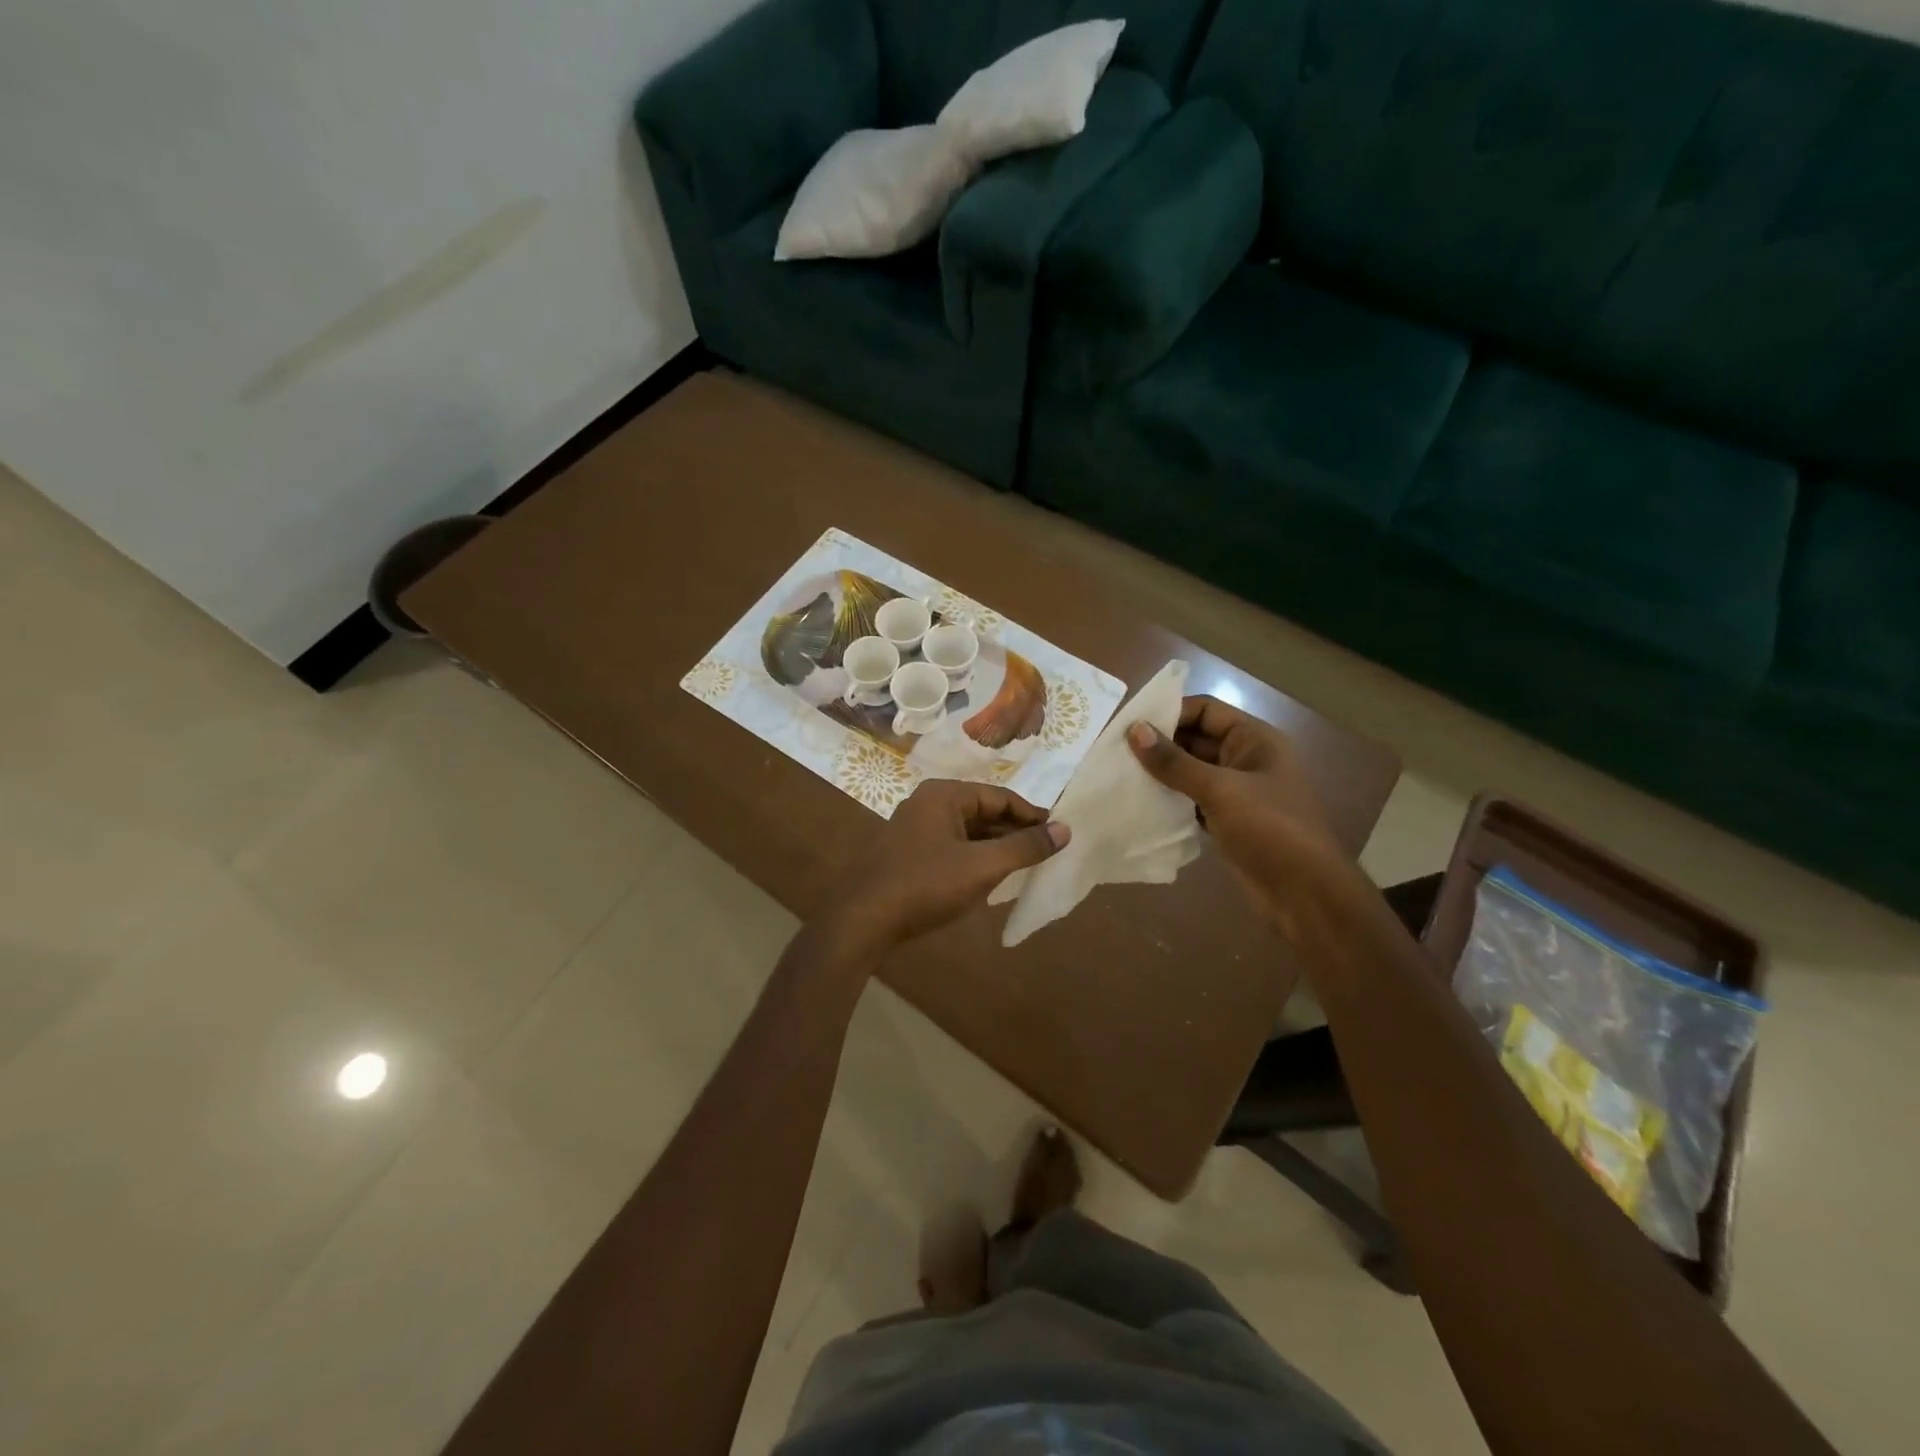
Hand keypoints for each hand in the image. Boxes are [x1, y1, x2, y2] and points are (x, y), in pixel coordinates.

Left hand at [820, 780, 1068, 953]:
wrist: (863, 920)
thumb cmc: (926, 884)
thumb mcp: (982, 866)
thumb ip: (1024, 847)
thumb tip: (1065, 830)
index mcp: (944, 795)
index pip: (1000, 796)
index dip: (1032, 815)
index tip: (1059, 833)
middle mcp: (928, 803)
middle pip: (983, 812)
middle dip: (1014, 831)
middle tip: (1046, 852)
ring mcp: (915, 829)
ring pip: (967, 831)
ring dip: (996, 847)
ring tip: (1025, 865)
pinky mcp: (908, 854)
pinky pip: (952, 847)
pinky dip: (974, 858)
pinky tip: (990, 878)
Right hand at [1126, 696, 1342, 921]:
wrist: (1305, 894)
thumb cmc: (1269, 829)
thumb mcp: (1219, 790)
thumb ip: (1174, 762)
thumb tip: (1134, 730)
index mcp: (1255, 739)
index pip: (1205, 710)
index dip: (1169, 712)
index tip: (1129, 726)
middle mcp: (1246, 759)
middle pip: (1196, 740)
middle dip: (1160, 745)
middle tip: (1116, 753)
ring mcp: (1237, 792)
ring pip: (1191, 772)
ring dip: (1161, 775)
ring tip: (1120, 777)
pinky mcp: (1227, 821)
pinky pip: (1192, 800)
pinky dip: (1170, 801)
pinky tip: (1140, 805)